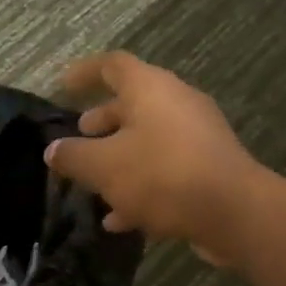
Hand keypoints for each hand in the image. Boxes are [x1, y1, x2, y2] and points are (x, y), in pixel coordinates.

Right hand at [43, 52, 263, 265]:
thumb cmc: (162, 175)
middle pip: (133, 105)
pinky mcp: (207, 171)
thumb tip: (53, 150)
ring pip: (148, 142)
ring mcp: (196, 138)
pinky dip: (140, 189)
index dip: (84, 72)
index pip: (112, 65)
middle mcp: (176, 104)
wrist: (232, 212)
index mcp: (151, 89)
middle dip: (103, 122)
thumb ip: (74, 156)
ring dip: (119, 160)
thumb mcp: (104, 167)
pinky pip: (165, 172)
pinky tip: (119, 220)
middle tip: (79, 137)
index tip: (62, 86)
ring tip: (93, 184)